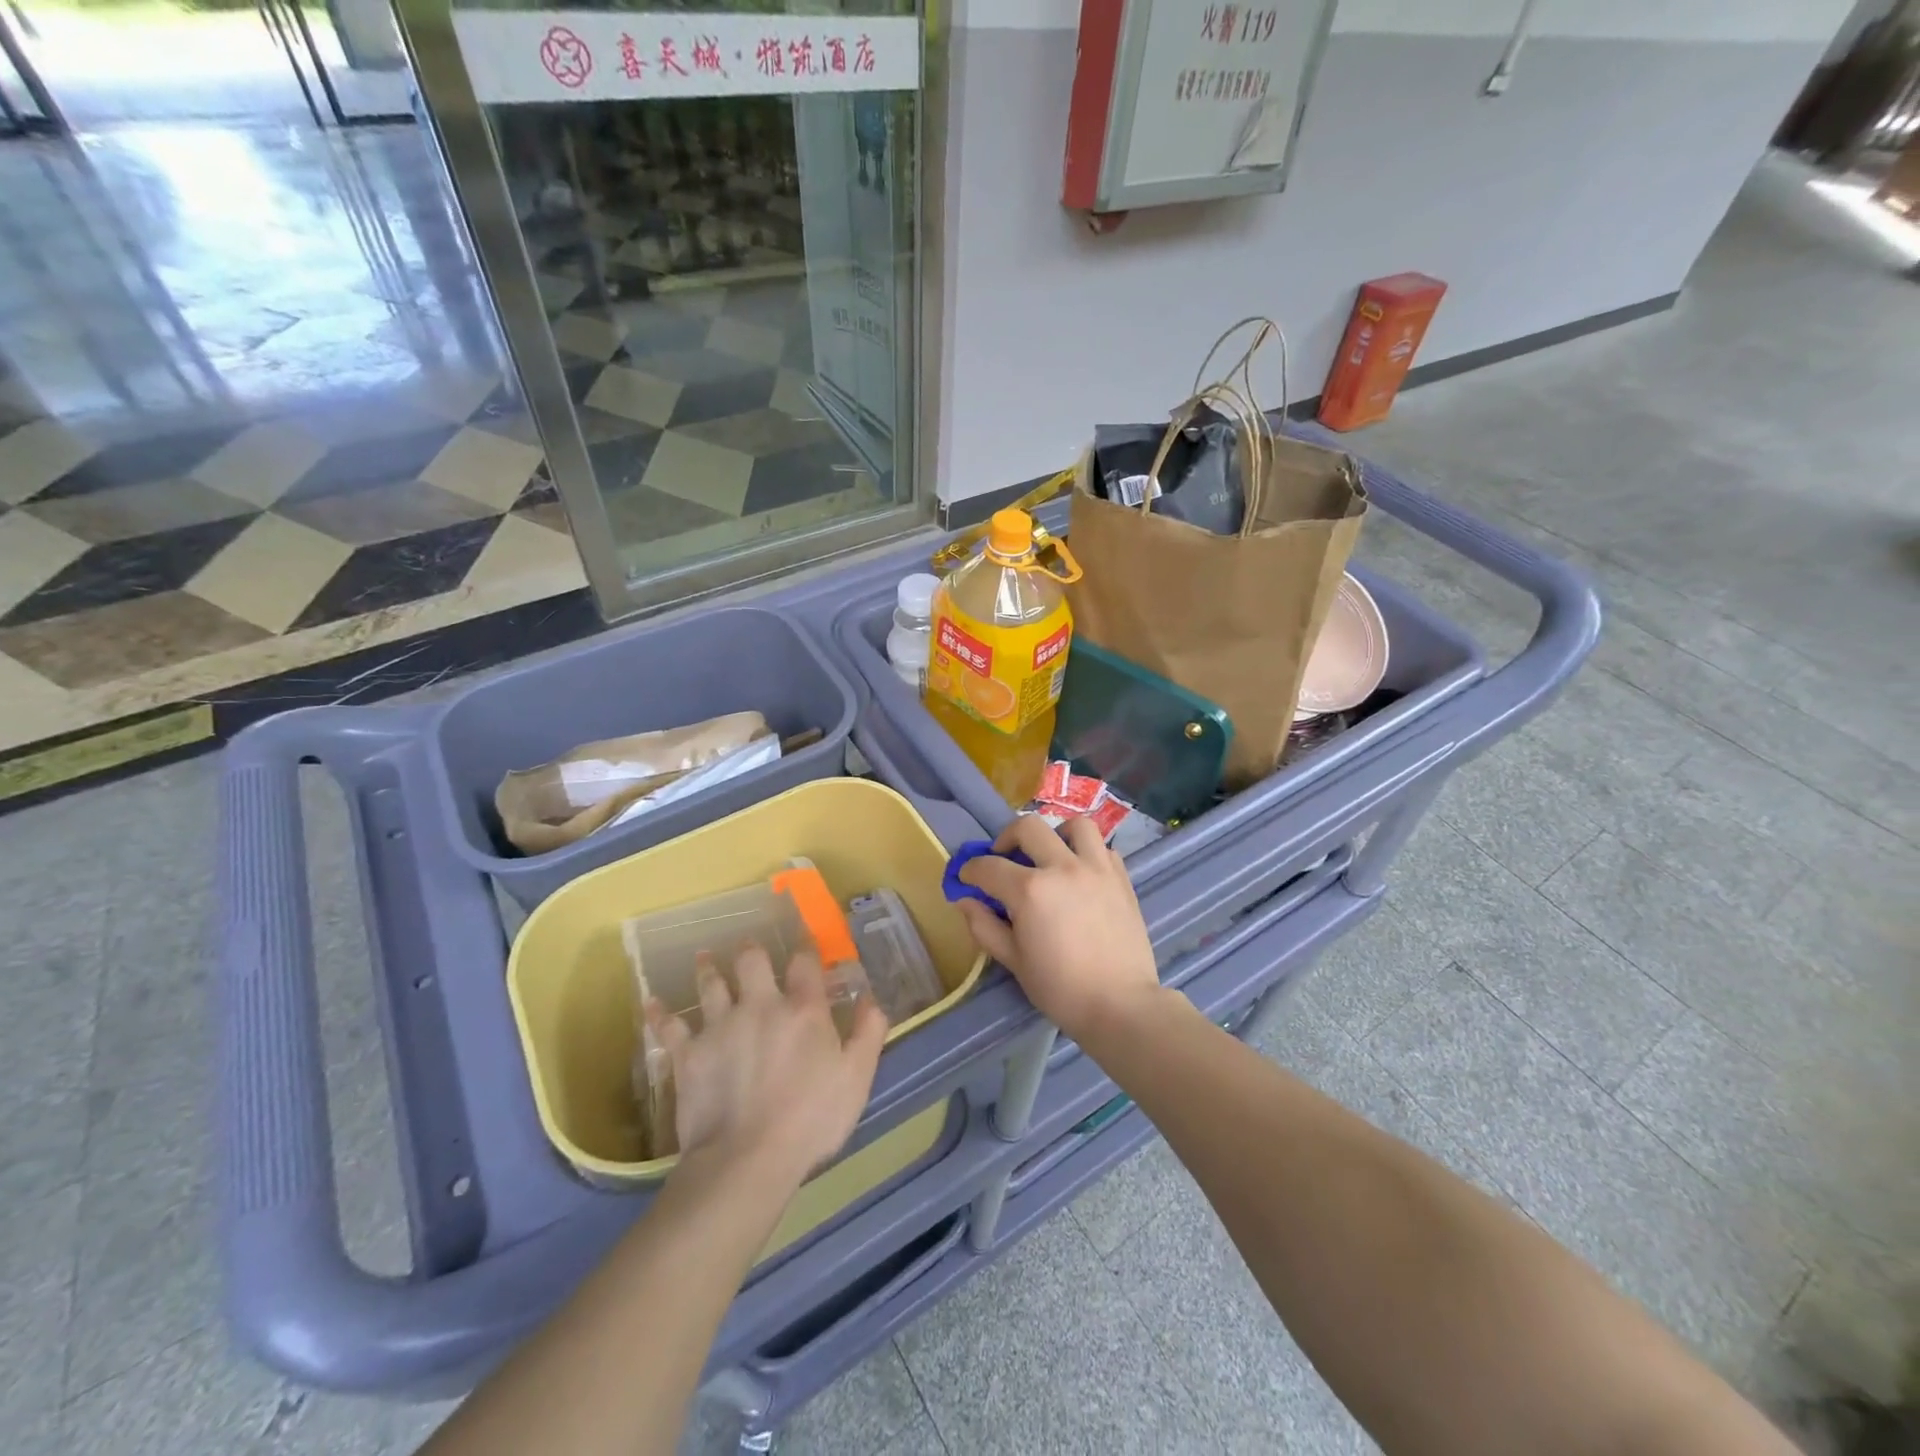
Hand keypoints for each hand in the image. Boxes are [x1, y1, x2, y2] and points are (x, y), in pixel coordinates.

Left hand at [647, 946, 886, 1194]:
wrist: (747, 1159)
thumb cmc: (811, 1119)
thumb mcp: (857, 1077)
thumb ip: (868, 1032)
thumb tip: (870, 998)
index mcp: (803, 1009)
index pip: (805, 963)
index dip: (806, 947)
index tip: (805, 941)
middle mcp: (760, 1005)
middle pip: (752, 962)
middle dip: (751, 951)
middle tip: (748, 946)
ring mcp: (720, 1027)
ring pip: (710, 986)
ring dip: (708, 969)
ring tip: (703, 958)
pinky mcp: (689, 1055)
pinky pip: (669, 1028)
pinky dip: (659, 1015)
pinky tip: (651, 1003)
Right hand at [955, 814, 1160, 1042]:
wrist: (1120, 1005)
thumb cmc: (1060, 988)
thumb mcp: (1014, 960)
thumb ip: (984, 926)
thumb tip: (965, 900)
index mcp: (1030, 890)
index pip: (989, 866)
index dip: (970, 870)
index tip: (967, 878)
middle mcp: (1063, 868)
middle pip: (1028, 828)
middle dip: (1006, 839)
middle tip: (1003, 859)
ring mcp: (1097, 869)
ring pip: (1075, 825)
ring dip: (1055, 835)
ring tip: (1050, 856)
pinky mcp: (1121, 878)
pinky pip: (1103, 848)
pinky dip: (1088, 853)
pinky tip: (1080, 874)